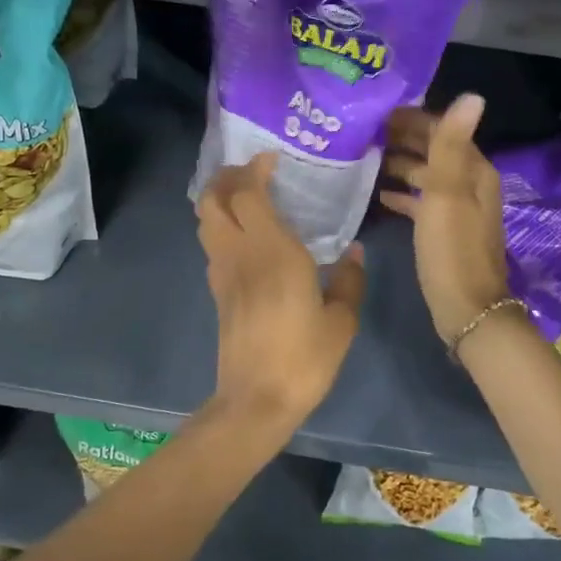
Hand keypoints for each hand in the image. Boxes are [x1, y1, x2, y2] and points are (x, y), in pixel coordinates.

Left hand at [197, 154, 366, 434]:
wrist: (256, 400)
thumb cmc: (304, 359)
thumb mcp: (341, 321)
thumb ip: (349, 281)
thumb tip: (355, 252)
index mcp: (272, 251)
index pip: (248, 193)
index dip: (254, 169)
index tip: (272, 159)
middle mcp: (240, 253)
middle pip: (212, 199)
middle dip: (227, 177)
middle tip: (253, 173)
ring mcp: (222, 272)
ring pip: (205, 220)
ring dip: (219, 200)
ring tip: (246, 197)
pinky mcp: (217, 292)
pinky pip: (212, 244)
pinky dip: (221, 226)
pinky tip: (246, 238)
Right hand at [380, 94, 509, 342]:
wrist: (466, 309)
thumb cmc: (452, 249)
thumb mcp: (447, 193)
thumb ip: (451, 145)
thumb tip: (472, 95)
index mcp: (474, 170)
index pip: (442, 130)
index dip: (412, 119)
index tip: (374, 112)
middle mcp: (469, 183)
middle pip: (434, 150)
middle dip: (403, 138)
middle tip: (362, 132)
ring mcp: (458, 208)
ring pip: (426, 175)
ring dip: (400, 164)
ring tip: (364, 158)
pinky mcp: (445, 230)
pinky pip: (421, 201)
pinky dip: (403, 194)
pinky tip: (379, 195)